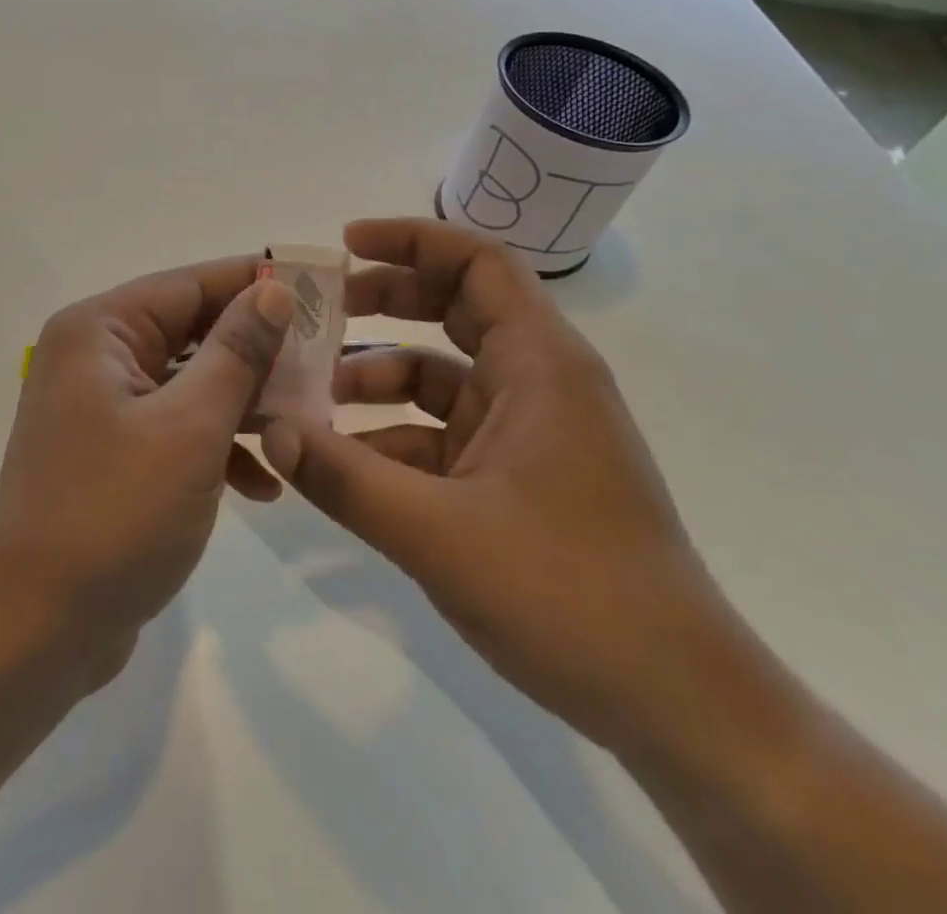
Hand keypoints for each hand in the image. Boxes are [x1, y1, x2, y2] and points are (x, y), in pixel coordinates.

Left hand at [0, 258, 299, 685]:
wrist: (36, 630)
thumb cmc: (115, 514)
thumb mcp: (190, 428)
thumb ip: (236, 352)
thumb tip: (274, 290)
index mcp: (100, 331)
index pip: (190, 284)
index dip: (256, 282)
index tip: (321, 287)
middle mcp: (94, 355)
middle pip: (191, 330)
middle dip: (258, 350)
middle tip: (327, 360)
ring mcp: (101, 406)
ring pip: (189, 381)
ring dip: (244, 403)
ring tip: (305, 423)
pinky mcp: (112, 451)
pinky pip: (175, 426)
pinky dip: (217, 445)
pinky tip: (263, 485)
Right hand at [259, 217, 739, 753]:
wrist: (678, 706)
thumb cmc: (569, 594)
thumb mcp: (437, 533)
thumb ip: (343, 477)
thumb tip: (268, 431)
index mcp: (540, 365)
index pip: (477, 262)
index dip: (410, 239)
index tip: (343, 247)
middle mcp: (538, 382)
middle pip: (454, 308)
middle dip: (382, 302)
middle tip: (315, 314)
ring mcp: (529, 431)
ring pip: (441, 375)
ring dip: (377, 377)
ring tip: (311, 399)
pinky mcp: (517, 476)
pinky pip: (443, 433)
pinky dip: (393, 436)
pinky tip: (344, 466)